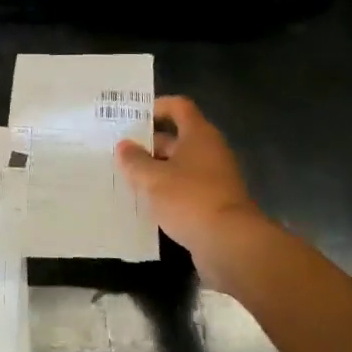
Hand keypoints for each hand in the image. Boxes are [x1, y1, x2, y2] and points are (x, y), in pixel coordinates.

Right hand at [116, 96, 270, 281]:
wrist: (231, 245)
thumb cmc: (190, 199)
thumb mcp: (152, 179)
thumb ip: (134, 160)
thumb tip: (124, 146)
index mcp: (199, 135)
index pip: (179, 107)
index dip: (157, 107)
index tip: (133, 117)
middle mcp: (210, 152)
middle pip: (178, 138)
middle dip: (149, 144)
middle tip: (120, 153)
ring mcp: (215, 180)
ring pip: (180, 167)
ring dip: (156, 171)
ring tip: (127, 179)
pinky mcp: (215, 205)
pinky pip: (186, 190)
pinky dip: (168, 193)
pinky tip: (146, 205)